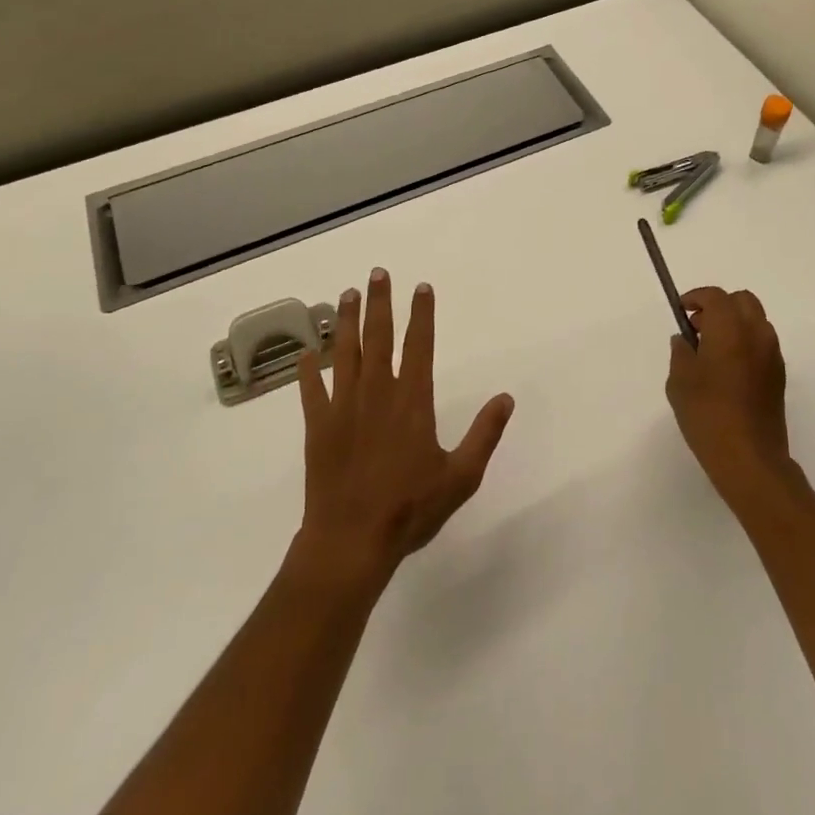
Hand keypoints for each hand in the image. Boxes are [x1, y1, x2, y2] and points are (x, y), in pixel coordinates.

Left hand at [290, 269, 515, 595]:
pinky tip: (307, 352)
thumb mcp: (461, 477)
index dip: (421, 313)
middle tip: (377, 273)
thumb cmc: (410, 509)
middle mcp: (377, 392)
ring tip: (347, 294)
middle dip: (379, 302)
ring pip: (345, 353)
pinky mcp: (318, 427)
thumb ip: (485, 434)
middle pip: (379, 337)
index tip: (421, 287)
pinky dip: (309, 369)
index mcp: (412, 400)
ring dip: (346, 321)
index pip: (419, 344)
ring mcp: (343, 407)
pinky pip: (311, 390)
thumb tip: (507, 398)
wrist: (351, 541)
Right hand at [665, 287, 791, 506]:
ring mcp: (772, 355)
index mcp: (730, 329)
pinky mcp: (778, 376)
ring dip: (733, 324)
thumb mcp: (680, 381)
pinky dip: (744, 342)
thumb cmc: (708, 414)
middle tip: (698, 327)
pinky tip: (727, 370)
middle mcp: (756, 334)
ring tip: (710, 350)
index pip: (716, 296)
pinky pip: (761, 343)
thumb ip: (681, 352)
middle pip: (742, 301)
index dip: (696, 297)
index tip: (681, 310)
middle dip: (719, 306)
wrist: (750, 459)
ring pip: (755, 321)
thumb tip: (685, 340)